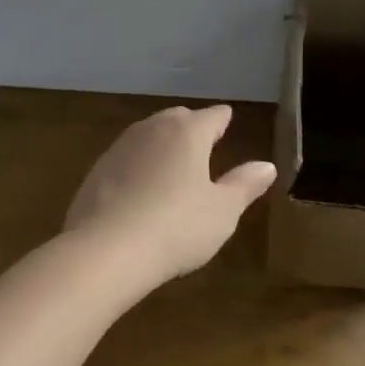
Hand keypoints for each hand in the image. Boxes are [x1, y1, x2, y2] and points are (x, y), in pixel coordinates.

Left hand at [65, 105, 277, 290]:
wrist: (106, 249)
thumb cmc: (177, 227)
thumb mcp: (222, 211)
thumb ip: (244, 184)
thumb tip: (266, 166)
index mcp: (188, 132)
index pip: (213, 116)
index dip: (223, 119)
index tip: (228, 120)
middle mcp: (153, 129)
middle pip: (177, 118)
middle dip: (192, 127)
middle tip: (203, 142)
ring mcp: (120, 147)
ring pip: (148, 135)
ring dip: (162, 145)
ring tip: (173, 164)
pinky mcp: (97, 170)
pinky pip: (127, 159)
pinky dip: (139, 166)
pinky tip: (141, 189)